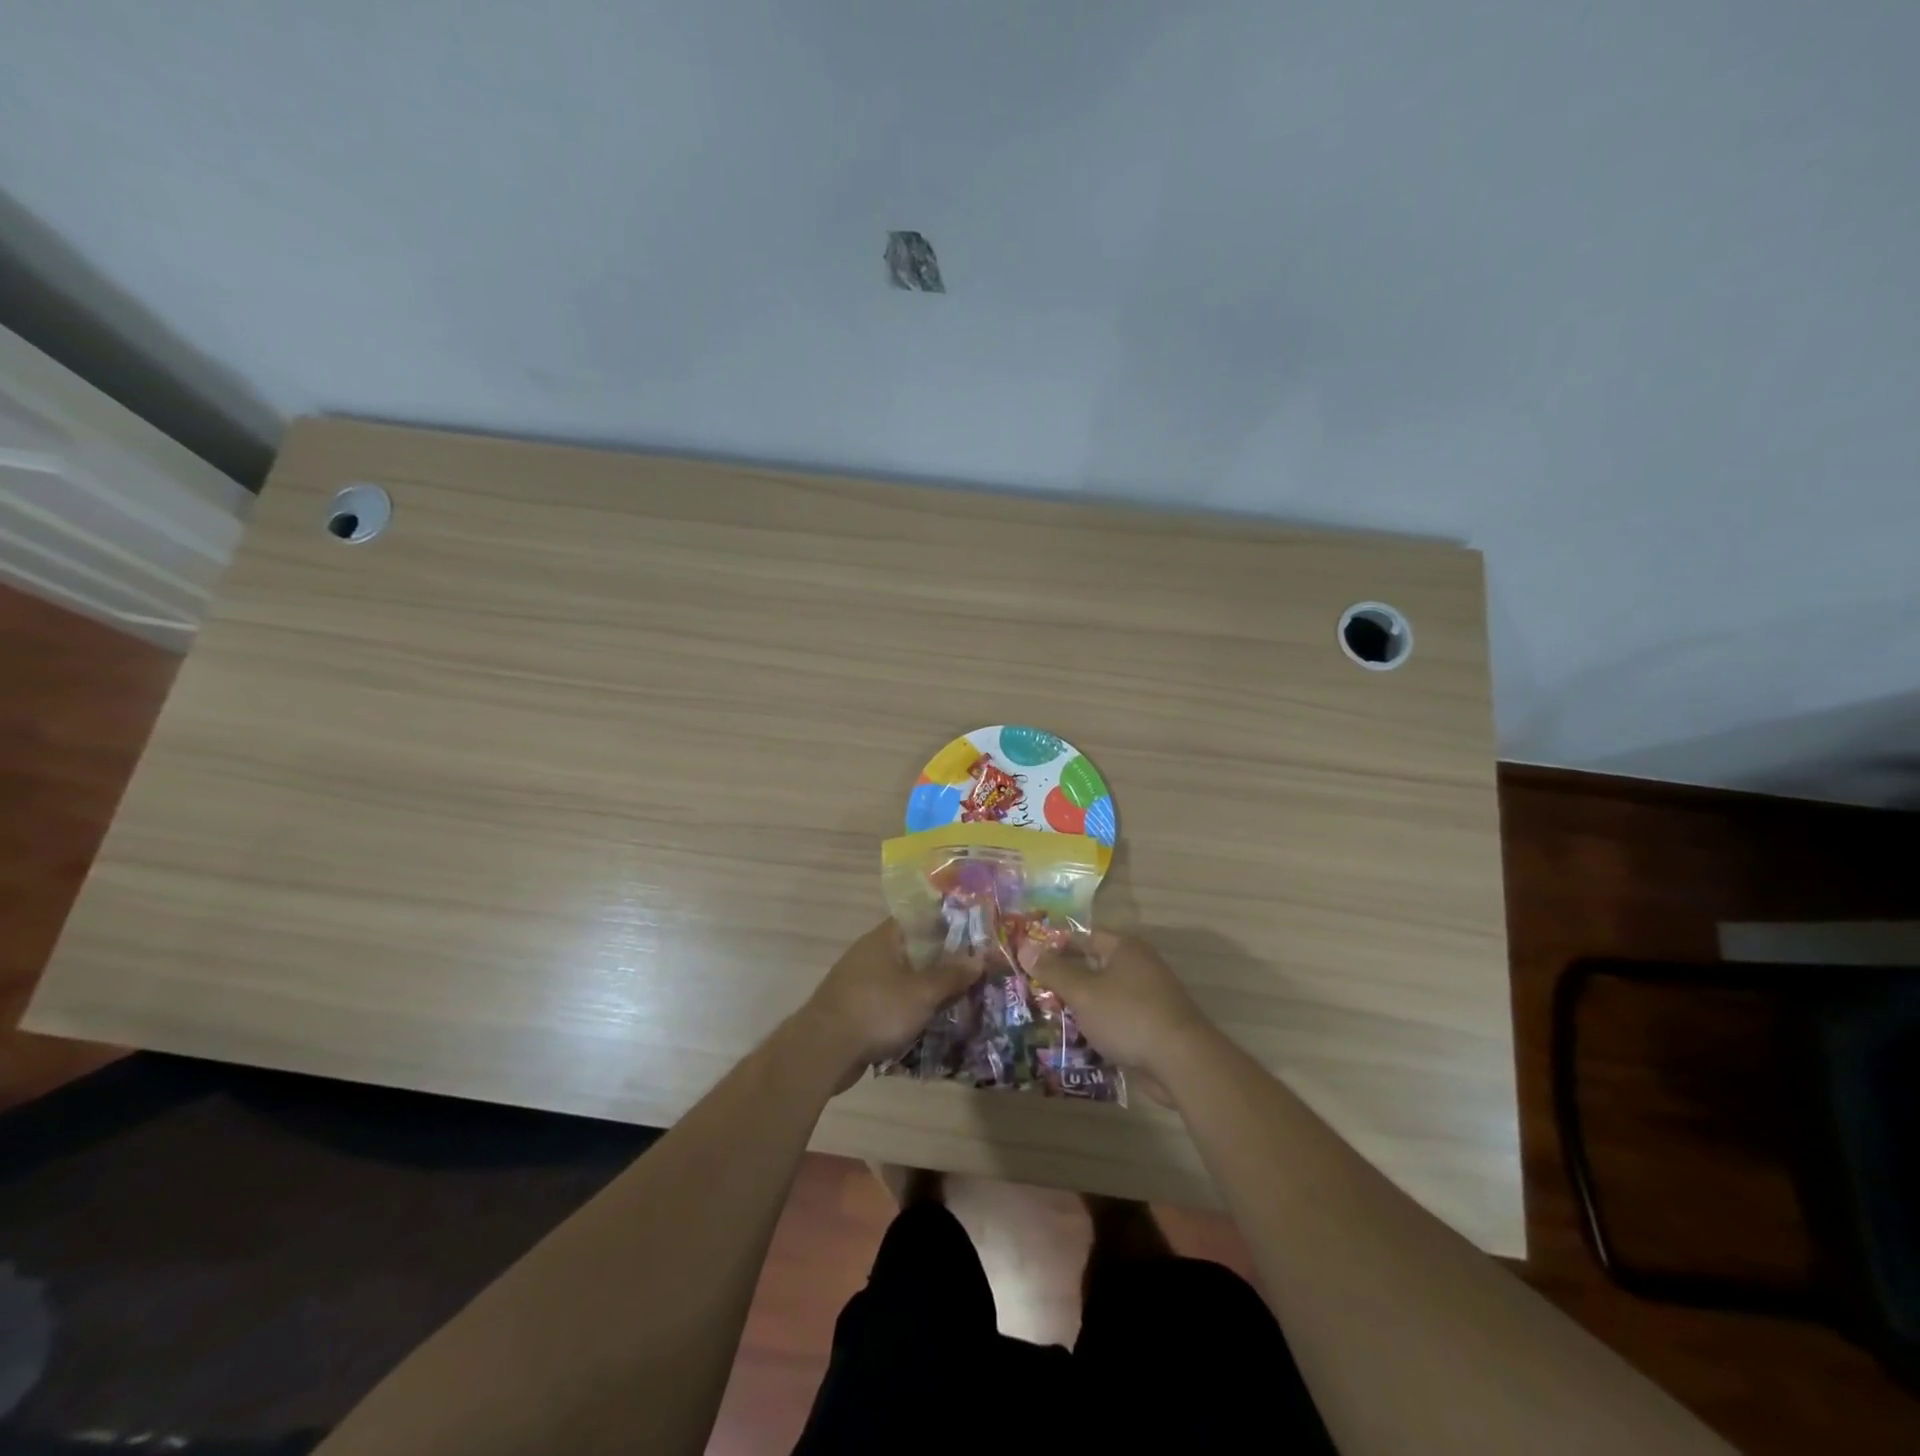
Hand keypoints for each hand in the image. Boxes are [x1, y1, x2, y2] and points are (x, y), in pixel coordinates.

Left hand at [800, 919, 983, 1086]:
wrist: (823, 1050)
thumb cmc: (876, 1010)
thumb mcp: (922, 992)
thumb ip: (951, 975)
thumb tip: (979, 958)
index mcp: (884, 938)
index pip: (919, 919)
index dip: (947, 924)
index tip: (973, 935)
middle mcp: (870, 954)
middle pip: (914, 950)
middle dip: (942, 961)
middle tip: (973, 971)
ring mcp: (860, 982)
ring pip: (903, 978)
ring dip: (927, 988)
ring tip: (959, 998)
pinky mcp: (856, 1009)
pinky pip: (891, 1002)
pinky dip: (910, 1009)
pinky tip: (931, 1022)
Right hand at [1031, 931, 1218, 1085]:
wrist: (1181, 1061)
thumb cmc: (1128, 1016)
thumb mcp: (1083, 992)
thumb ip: (1053, 971)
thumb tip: (1024, 947)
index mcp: (1125, 948)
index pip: (1085, 936)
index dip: (1057, 945)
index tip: (1032, 959)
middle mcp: (1139, 965)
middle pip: (1095, 965)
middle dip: (1066, 979)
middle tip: (1035, 990)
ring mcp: (1149, 996)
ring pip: (1105, 995)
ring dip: (1082, 1005)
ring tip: (1050, 1016)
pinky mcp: (1153, 1025)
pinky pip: (1118, 1018)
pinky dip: (1099, 1025)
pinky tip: (1079, 1039)